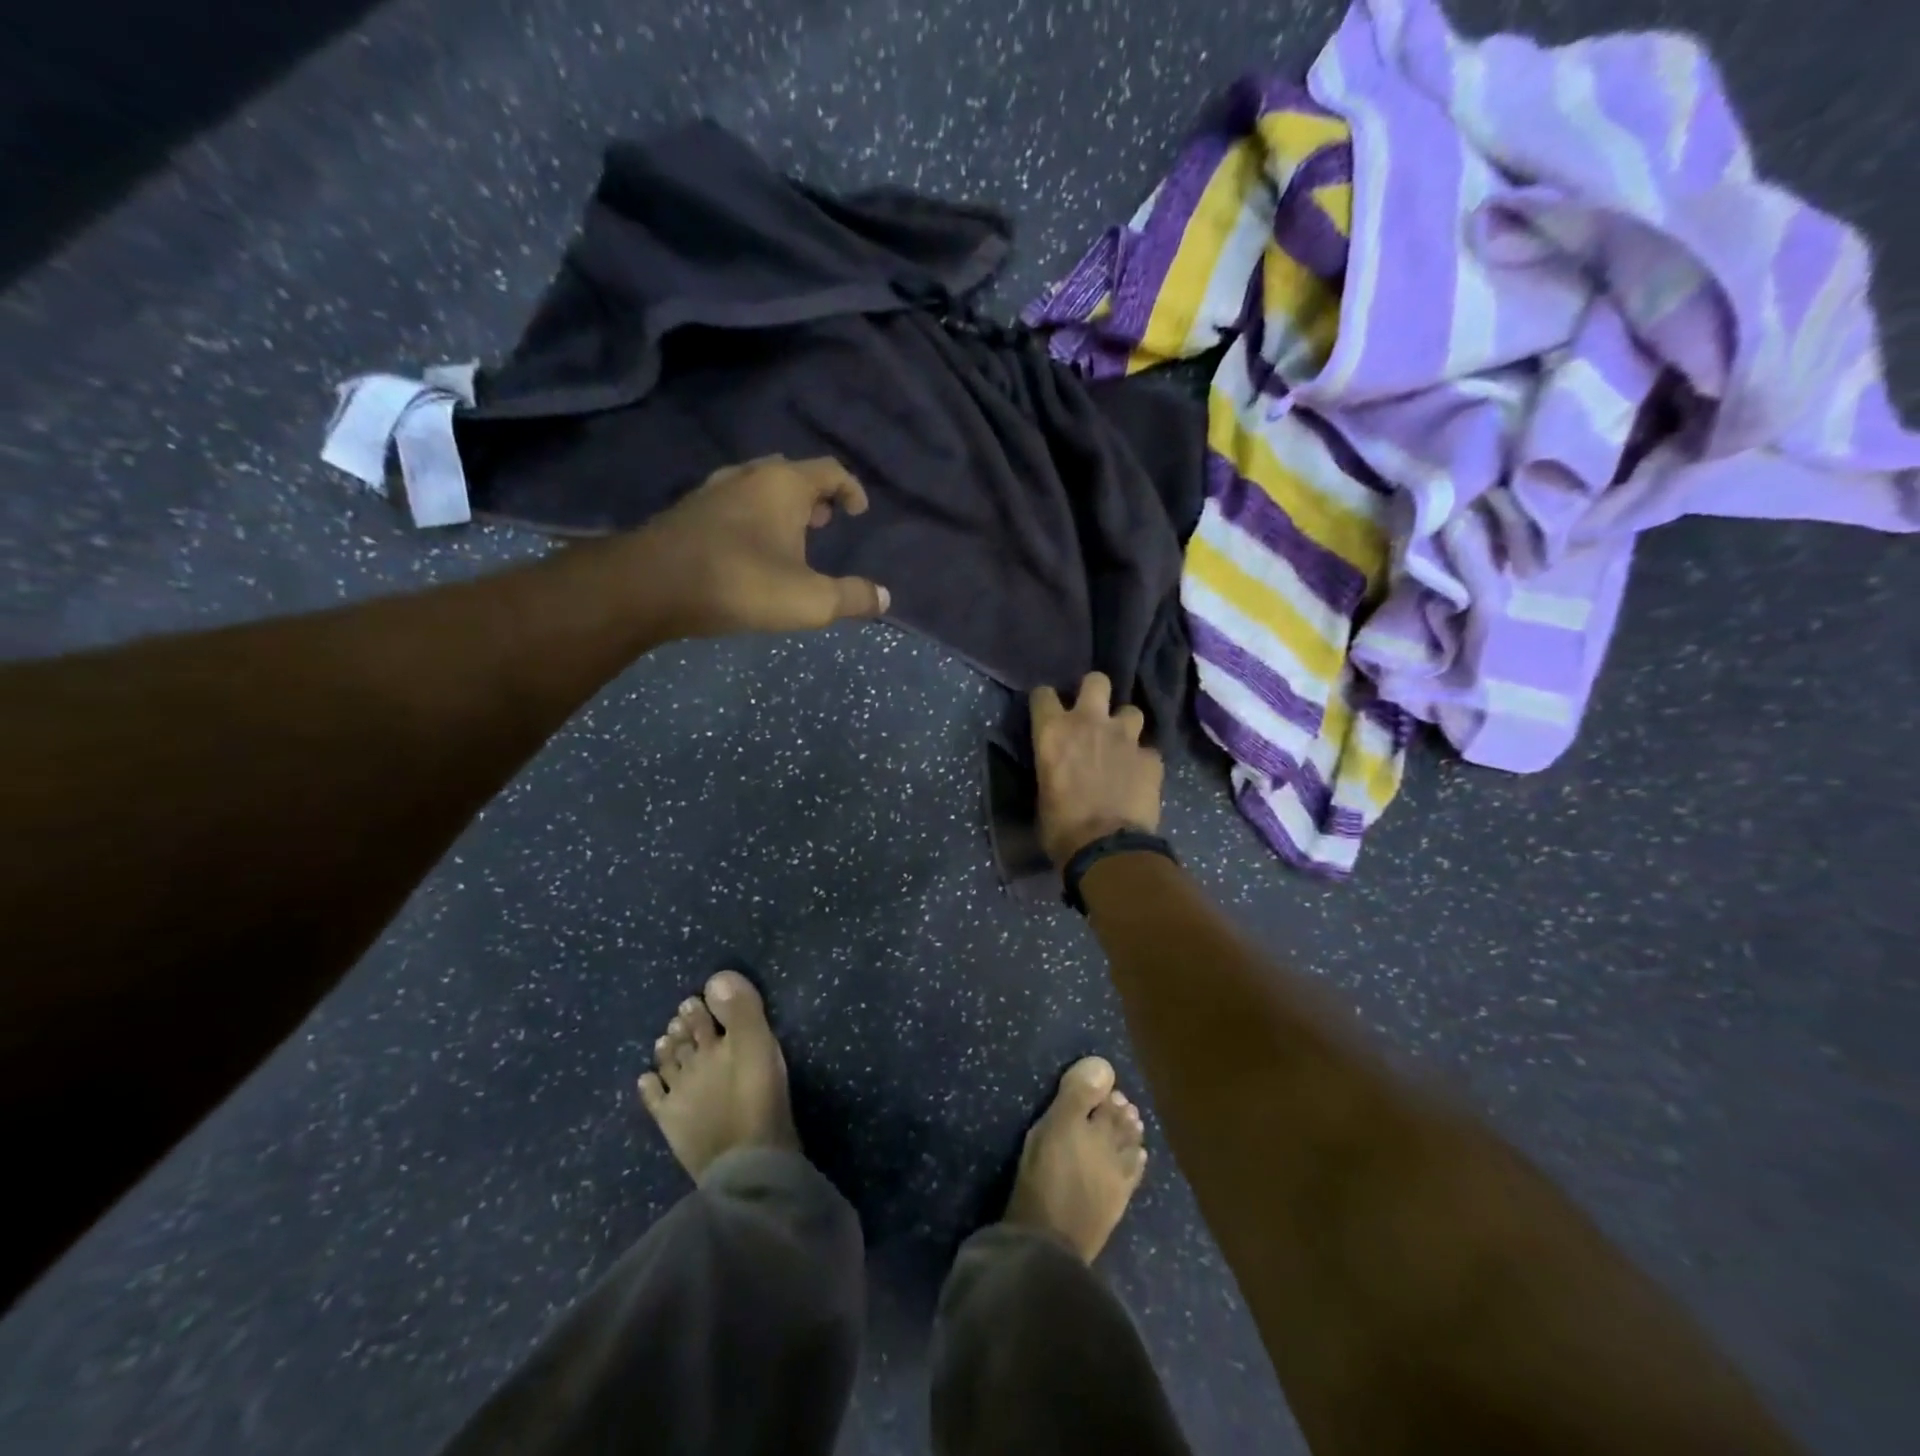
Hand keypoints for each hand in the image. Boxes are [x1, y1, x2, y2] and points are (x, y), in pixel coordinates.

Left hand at [637, 456, 889, 638]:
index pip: (830, 470)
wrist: (652, 586)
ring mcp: (713, 490)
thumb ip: (852, 598)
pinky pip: (732, 504)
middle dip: (814, 495)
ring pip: (758, 487)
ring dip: (780, 506)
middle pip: (791, 472)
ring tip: (792, 536)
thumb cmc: (742, 583)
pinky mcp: (688, 512)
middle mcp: (749, 476)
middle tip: (826, 521)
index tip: (859, 512)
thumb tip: (884, 598)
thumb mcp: (810, 600)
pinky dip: (752, 518)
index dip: (851, 489)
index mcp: (784, 485)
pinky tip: (750, 549)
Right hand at [1031, 672, 1163, 866]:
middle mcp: (1089, 722)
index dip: (1046, 702)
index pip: (1043, 693)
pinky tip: (1140, 777)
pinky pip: (1149, 750)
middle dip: (1095, 692)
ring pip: (1131, 711)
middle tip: (1093, 714)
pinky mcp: (1152, 758)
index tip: (1048, 714)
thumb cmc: (1060, 827)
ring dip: (1125, 726)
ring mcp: (1125, 737)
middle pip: (1096, 680)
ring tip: (1122, 746)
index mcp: (1053, 731)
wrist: (1106, 849)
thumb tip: (1058, 771)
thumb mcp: (1042, 793)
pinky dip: (1144, 761)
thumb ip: (1052, 768)